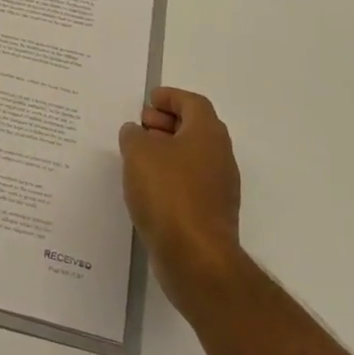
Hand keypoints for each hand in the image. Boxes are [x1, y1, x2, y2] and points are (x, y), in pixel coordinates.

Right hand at [119, 88, 246, 312]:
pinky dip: (169, 176)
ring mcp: (219, 187)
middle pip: (195, 128)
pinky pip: (190, 182)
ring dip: (166, 151)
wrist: (196, 257)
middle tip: (140, 126)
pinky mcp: (211, 213)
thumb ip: (134, 135)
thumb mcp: (139, 153)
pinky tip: (146, 187)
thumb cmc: (168, 193)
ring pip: (192, 156)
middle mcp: (220, 156)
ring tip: (136, 157)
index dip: (170, 97)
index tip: (148, 101)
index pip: (192, 103)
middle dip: (166, 123)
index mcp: (207, 133)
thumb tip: (136, 132)